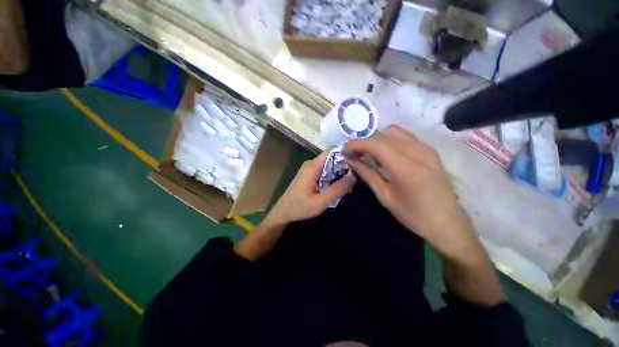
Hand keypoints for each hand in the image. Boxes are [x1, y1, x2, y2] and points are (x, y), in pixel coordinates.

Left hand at [266, 151, 355, 225]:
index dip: (345, 155)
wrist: (283, 213)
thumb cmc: (299, 207)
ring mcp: (310, 169)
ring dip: (338, 174)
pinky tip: (337, 187)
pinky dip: (332, 177)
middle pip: (331, 159)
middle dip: (344, 167)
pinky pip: (324, 171)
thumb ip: (337, 189)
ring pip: (329, 166)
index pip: (332, 152)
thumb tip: (353, 176)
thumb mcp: (320, 201)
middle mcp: (311, 164)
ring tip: (347, 185)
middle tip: (354, 179)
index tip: (357, 163)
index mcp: (312, 166)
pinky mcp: (309, 174)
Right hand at [344, 125, 478, 260]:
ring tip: (367, 154)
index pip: (376, 144)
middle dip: (364, 142)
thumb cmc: (413, 215)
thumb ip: (367, 174)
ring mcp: (426, 149)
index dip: (357, 144)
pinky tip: (384, 153)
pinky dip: (389, 140)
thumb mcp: (385, 196)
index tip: (344, 151)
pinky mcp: (430, 150)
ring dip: (376, 140)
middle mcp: (418, 152)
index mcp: (406, 168)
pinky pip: (405, 136)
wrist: (448, 223)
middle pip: (383, 136)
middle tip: (353, 155)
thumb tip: (350, 160)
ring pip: (393, 133)